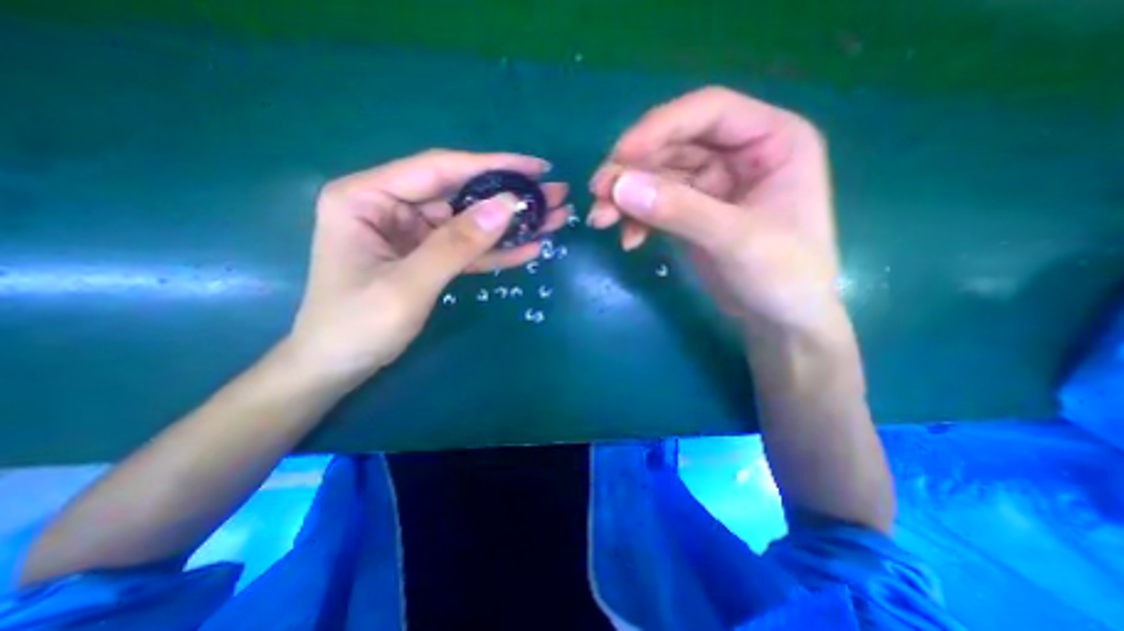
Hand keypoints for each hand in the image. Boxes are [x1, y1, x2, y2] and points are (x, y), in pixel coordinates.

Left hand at [288, 150, 571, 382]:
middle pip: (461, 194)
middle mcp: (392, 206)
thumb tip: (507, 206)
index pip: (440, 169)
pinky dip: (497, 251)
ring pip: (471, 222)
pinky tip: (529, 247)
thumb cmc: (358, 325)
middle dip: (510, 197)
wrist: (339, 366)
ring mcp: (413, 233)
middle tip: (555, 195)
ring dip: (511, 224)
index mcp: (368, 197)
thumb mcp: (409, 284)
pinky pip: (468, 249)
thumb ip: (457, 244)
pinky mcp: (428, 256)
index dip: (492, 166)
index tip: (536, 167)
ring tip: (553, 220)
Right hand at [592, 88, 837, 334]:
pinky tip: (629, 241)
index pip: (707, 111)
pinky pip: (657, 206)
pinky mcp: (693, 213)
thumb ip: (679, 210)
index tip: (619, 158)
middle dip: (632, 170)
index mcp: (771, 140)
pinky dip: (638, 220)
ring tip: (601, 221)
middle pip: (673, 145)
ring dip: (627, 197)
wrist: (779, 321)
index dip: (659, 128)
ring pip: (658, 177)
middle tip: (597, 195)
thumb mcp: (735, 240)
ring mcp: (713, 186)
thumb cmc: (782, 277)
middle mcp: (739, 154)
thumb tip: (619, 187)